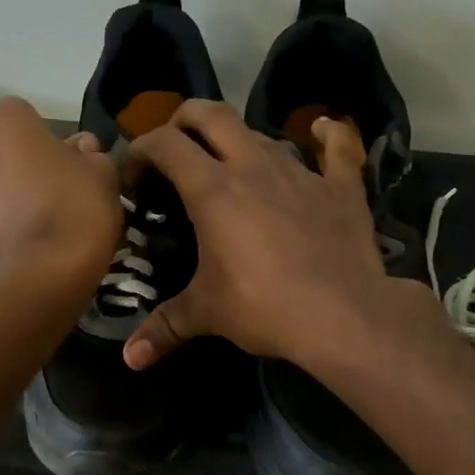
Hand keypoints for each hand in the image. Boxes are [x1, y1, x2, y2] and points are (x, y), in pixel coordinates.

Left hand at [0, 97, 121, 287]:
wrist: (45, 273)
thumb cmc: (75, 207)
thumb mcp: (103, 172)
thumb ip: (92, 154)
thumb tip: (83, 151)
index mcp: (4, 122)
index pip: (27, 115)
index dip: (52, 137)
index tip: (74, 160)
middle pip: (6, 149)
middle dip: (29, 164)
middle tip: (63, 189)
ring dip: (16, 194)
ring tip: (50, 220)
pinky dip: (10, 223)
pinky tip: (37, 241)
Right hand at [123, 100, 421, 369]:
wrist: (343, 314)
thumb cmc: (264, 307)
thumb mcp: (207, 314)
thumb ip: (165, 327)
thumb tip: (131, 358)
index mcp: (213, 190)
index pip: (165, 145)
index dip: (141, 149)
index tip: (133, 174)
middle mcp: (254, 166)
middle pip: (211, 115)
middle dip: (184, 120)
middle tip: (175, 146)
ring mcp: (301, 172)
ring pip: (262, 134)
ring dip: (240, 141)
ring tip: (231, 166)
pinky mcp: (341, 187)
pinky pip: (338, 148)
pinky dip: (329, 136)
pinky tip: (323, 129)